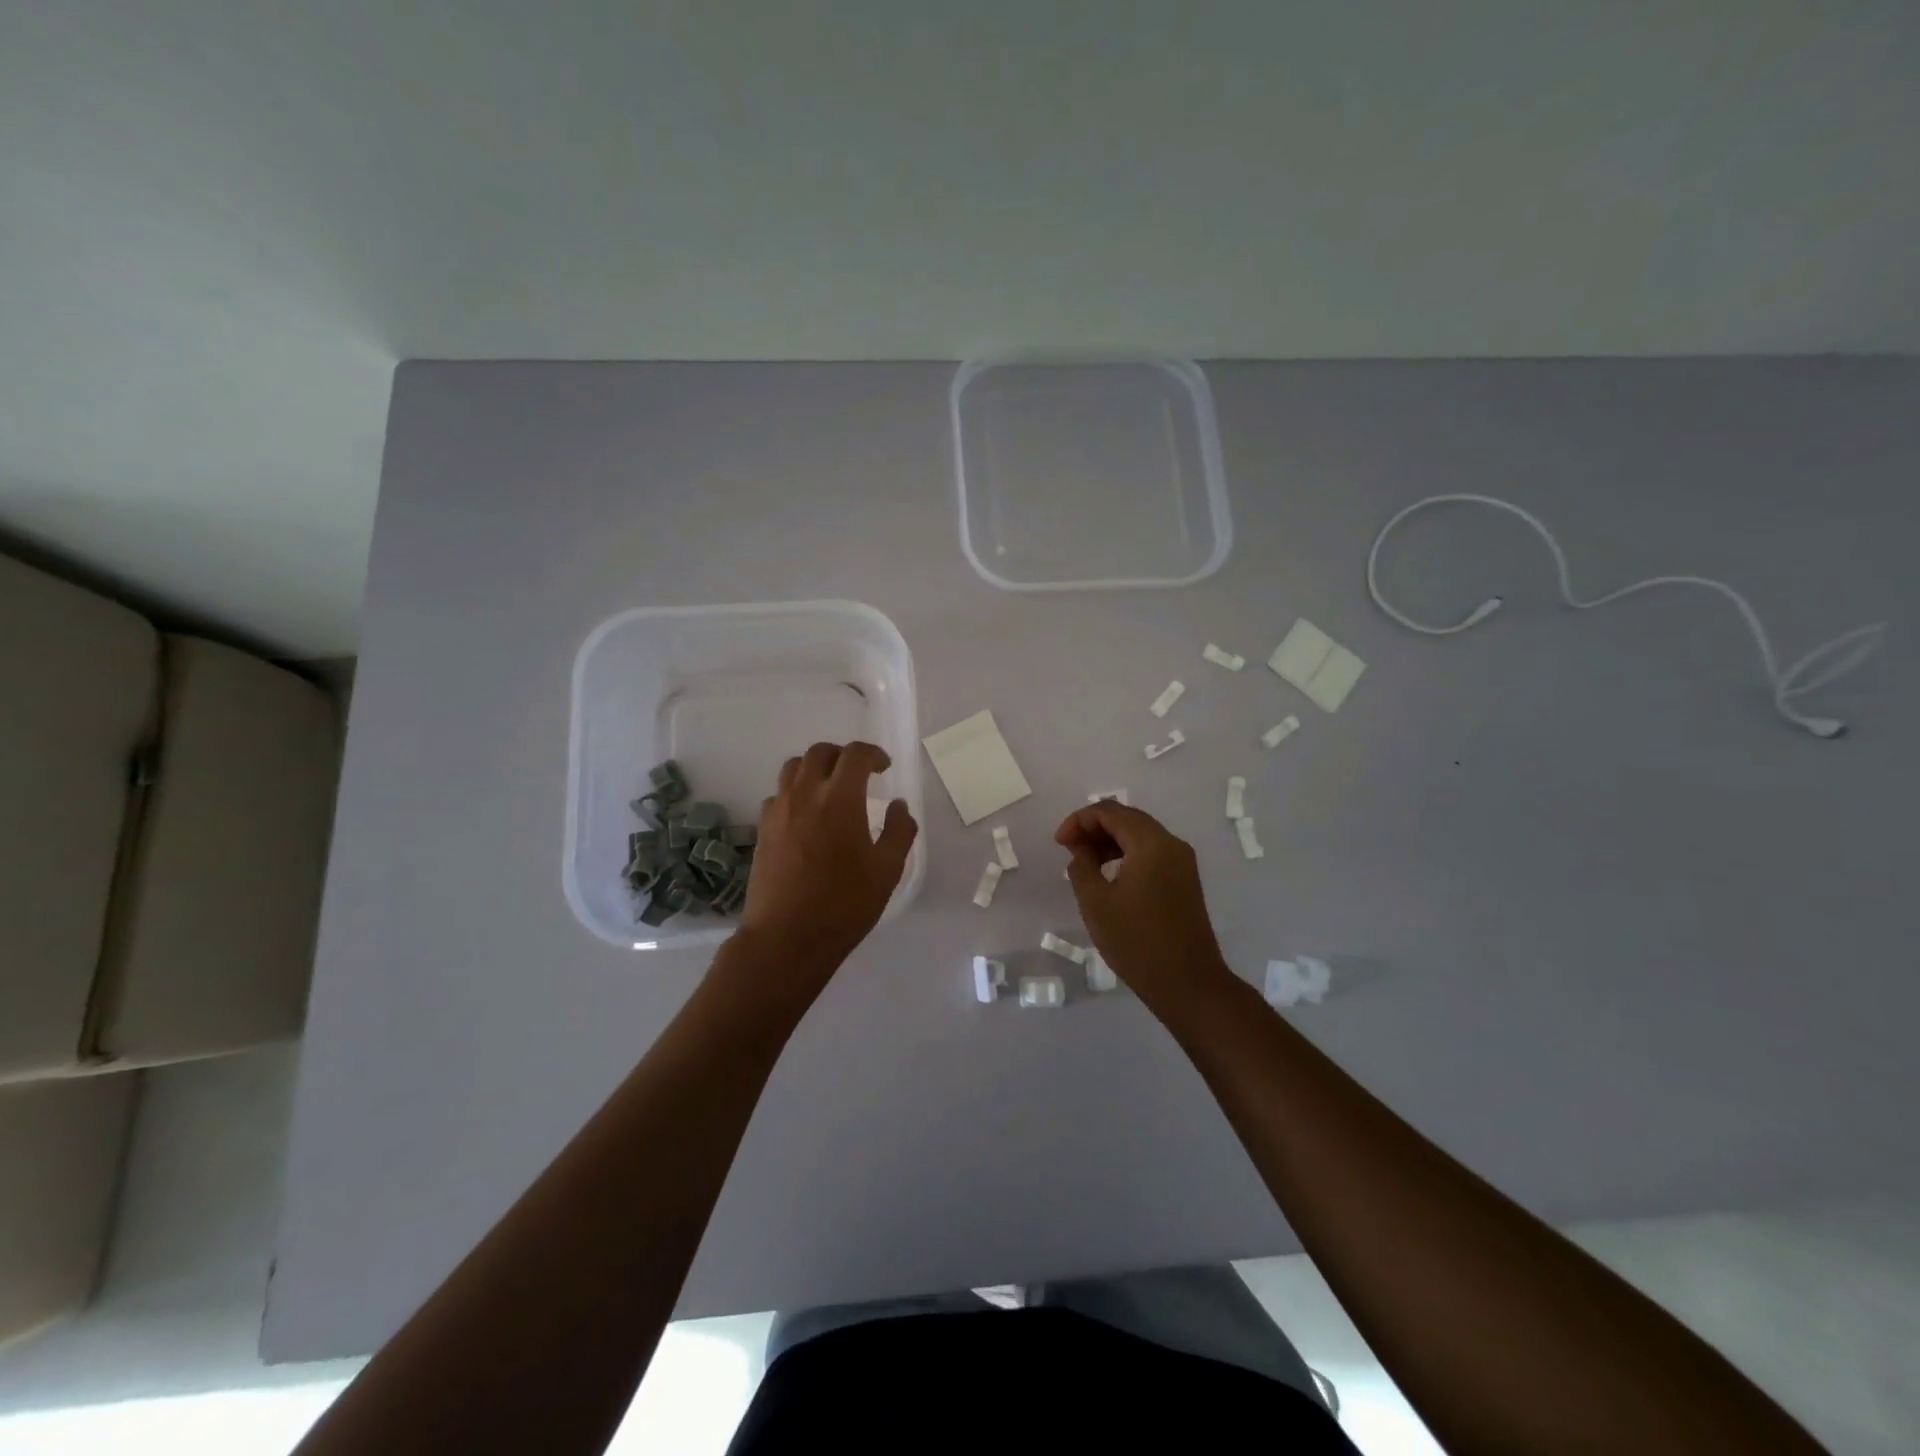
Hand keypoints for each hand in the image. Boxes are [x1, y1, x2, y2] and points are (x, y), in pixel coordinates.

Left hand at [740, 741, 917, 975]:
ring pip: (793, 768)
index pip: (855, 755)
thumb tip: (899, 806)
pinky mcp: (762, 829)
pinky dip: (795, 793)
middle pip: (820, 752)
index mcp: (840, 799)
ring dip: (815, 768)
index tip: (884, 768)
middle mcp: (805, 795)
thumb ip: (899, 831)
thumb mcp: (887, 871)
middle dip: (843, 756)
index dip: (873, 754)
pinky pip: (778, 795)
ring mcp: (779, 811)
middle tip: (859, 774)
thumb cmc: (844, 904)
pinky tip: (806, 816)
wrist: (787, 938)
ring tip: (830, 788)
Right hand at [1055, 802, 1231, 1003]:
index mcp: (1151, 843)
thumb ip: (1081, 865)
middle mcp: (1171, 844)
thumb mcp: (1096, 902)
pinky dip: (1127, 854)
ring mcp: (1182, 862)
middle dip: (1094, 828)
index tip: (1059, 842)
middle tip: (1068, 848)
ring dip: (1110, 841)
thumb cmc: (1136, 941)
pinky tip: (1109, 876)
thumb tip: (1080, 848)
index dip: (1080, 820)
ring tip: (1084, 863)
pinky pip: (1151, 853)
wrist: (1188, 983)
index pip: (1110, 812)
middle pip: (1127, 818)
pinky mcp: (1184, 880)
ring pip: (1140, 835)